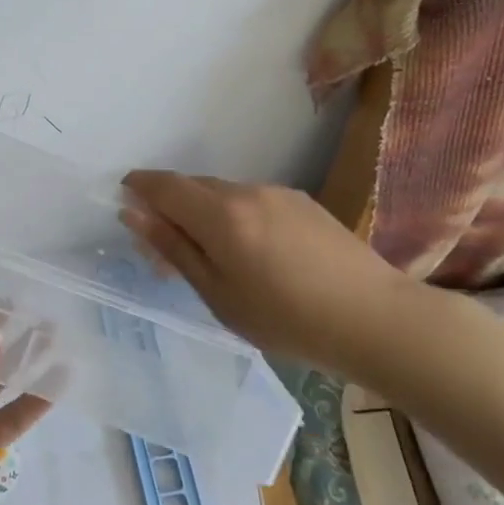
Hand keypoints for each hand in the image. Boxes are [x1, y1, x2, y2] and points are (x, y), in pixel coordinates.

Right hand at [119, 171, 426, 376]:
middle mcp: (246, 190)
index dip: (139, 186)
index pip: (164, 185)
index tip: (125, 198)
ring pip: (223, 193)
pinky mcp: (303, 202)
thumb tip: (132, 213)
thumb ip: (173, 248)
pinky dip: (235, 216)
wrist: (378, 319)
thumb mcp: (217, 293)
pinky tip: (252, 252)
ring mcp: (278, 193)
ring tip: (213, 256)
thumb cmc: (287, 319)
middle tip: (165, 245)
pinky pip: (251, 200)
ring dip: (204, 212)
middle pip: (193, 186)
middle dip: (170, 205)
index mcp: (220, 214)